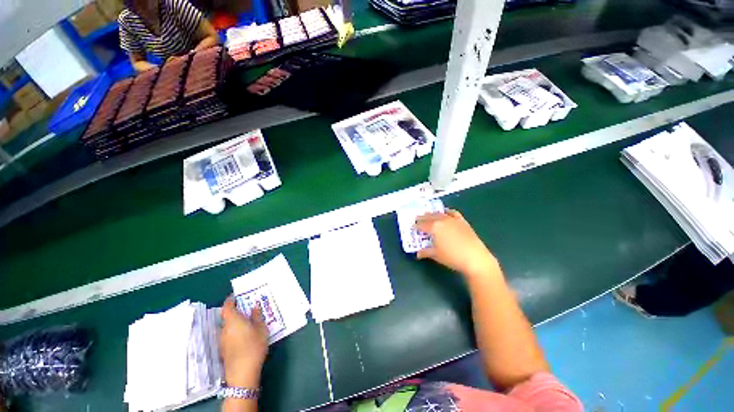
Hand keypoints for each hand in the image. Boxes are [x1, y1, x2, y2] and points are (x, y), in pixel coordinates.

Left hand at [220, 297, 268, 387]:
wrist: (242, 373)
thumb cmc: (253, 346)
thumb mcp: (260, 328)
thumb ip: (256, 316)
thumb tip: (254, 306)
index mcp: (232, 321)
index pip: (227, 306)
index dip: (230, 300)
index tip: (236, 296)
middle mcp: (224, 329)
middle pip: (227, 317)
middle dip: (236, 312)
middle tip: (247, 309)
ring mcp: (222, 340)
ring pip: (227, 327)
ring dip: (235, 322)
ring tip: (247, 322)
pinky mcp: (223, 350)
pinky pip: (228, 335)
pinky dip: (234, 331)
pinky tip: (244, 335)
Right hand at [416, 209, 499, 277]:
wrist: (475, 258)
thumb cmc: (452, 257)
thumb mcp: (436, 255)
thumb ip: (425, 252)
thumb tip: (418, 254)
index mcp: (434, 227)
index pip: (421, 224)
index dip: (416, 226)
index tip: (412, 227)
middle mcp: (442, 220)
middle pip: (429, 217)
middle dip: (422, 218)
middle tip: (417, 219)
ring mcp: (453, 219)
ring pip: (439, 213)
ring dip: (432, 214)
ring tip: (428, 215)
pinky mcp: (462, 221)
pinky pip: (452, 213)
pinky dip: (447, 212)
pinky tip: (445, 213)